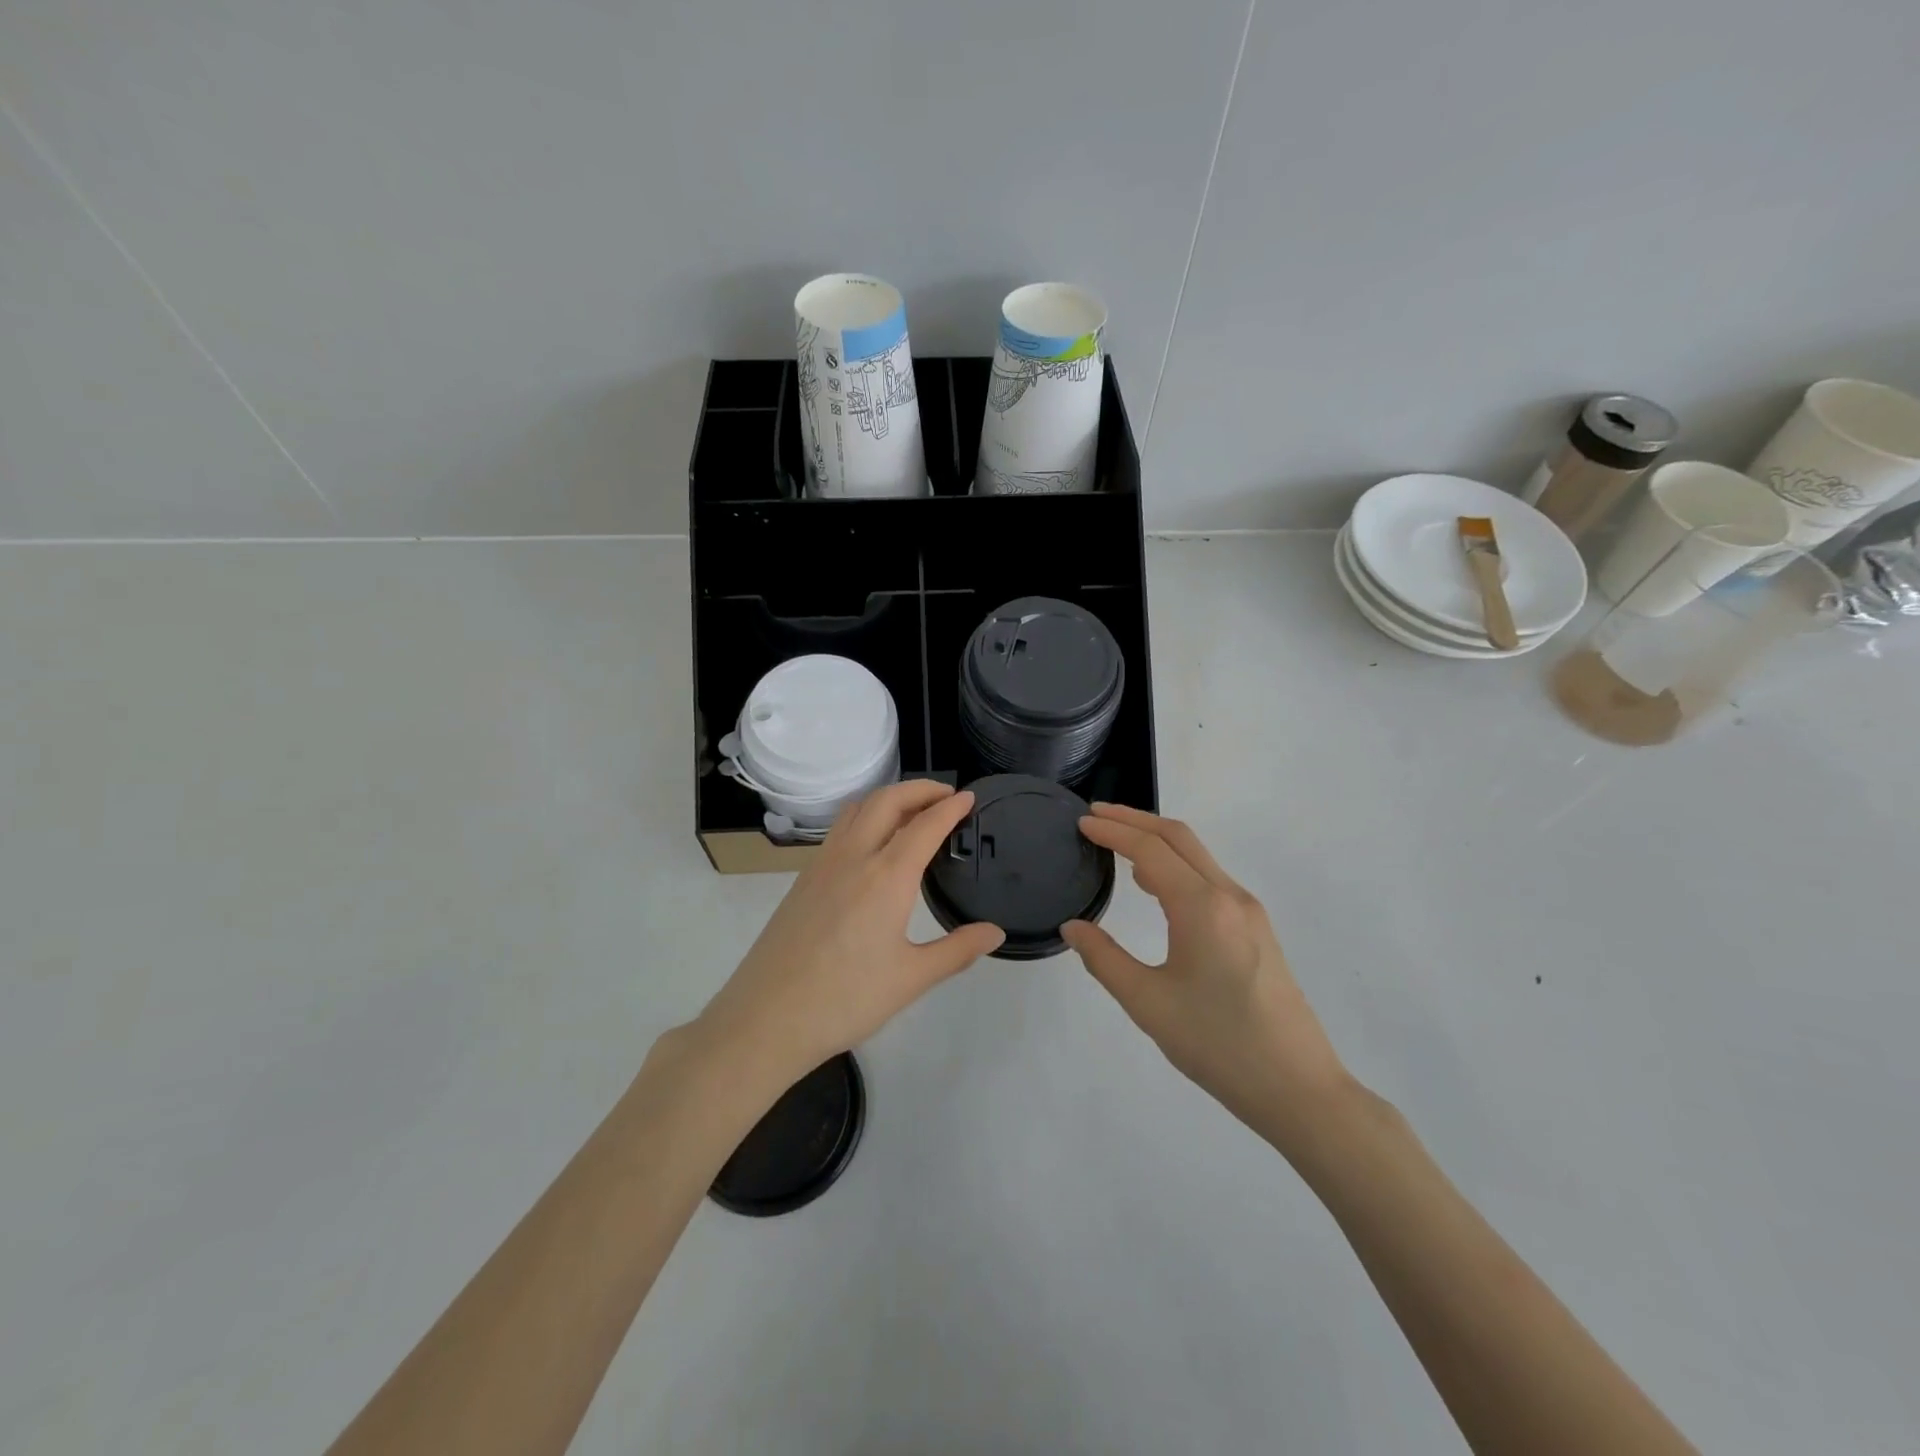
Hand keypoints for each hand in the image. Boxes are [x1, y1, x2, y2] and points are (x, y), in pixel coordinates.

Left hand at [694, 780, 1004, 1088]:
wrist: (767, 1018)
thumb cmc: (845, 1000)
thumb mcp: (911, 979)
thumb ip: (957, 950)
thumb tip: (995, 933)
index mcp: (886, 877)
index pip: (925, 825)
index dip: (950, 807)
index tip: (969, 797)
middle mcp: (854, 857)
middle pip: (887, 801)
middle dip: (919, 789)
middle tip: (946, 796)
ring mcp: (823, 864)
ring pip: (858, 809)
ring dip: (889, 798)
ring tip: (912, 811)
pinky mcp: (803, 879)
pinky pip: (839, 829)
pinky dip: (865, 816)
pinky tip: (873, 843)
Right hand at [1062, 804, 1348, 1138]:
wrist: (1299, 1089)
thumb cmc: (1218, 1045)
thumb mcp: (1148, 1003)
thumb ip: (1104, 959)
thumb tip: (1072, 927)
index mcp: (1202, 908)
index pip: (1150, 850)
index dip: (1113, 831)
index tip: (1081, 823)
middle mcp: (1229, 896)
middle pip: (1179, 838)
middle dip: (1135, 820)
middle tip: (1095, 817)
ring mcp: (1249, 912)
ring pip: (1198, 857)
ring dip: (1157, 842)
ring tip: (1117, 846)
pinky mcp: (1257, 930)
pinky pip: (1210, 879)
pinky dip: (1177, 866)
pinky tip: (1156, 887)